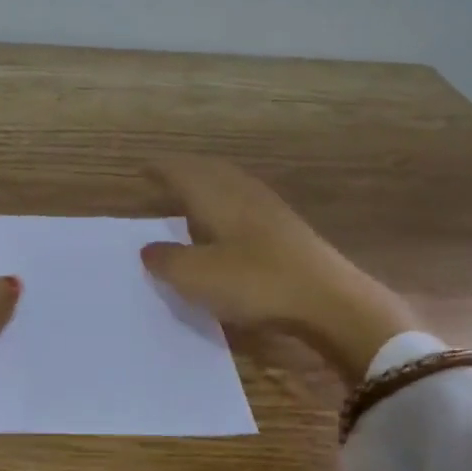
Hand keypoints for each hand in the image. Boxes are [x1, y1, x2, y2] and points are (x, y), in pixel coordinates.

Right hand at [139, 157, 416, 381]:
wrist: (329, 301)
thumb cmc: (255, 282)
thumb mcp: (197, 277)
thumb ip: (167, 260)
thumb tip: (148, 249)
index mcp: (217, 196)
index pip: (181, 171)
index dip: (160, 169)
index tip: (142, 169)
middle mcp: (242, 193)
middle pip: (209, 171)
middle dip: (185, 171)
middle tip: (164, 177)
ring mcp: (269, 210)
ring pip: (230, 185)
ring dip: (207, 186)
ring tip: (190, 198)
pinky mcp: (287, 230)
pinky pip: (245, 203)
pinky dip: (226, 205)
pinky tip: (225, 226)